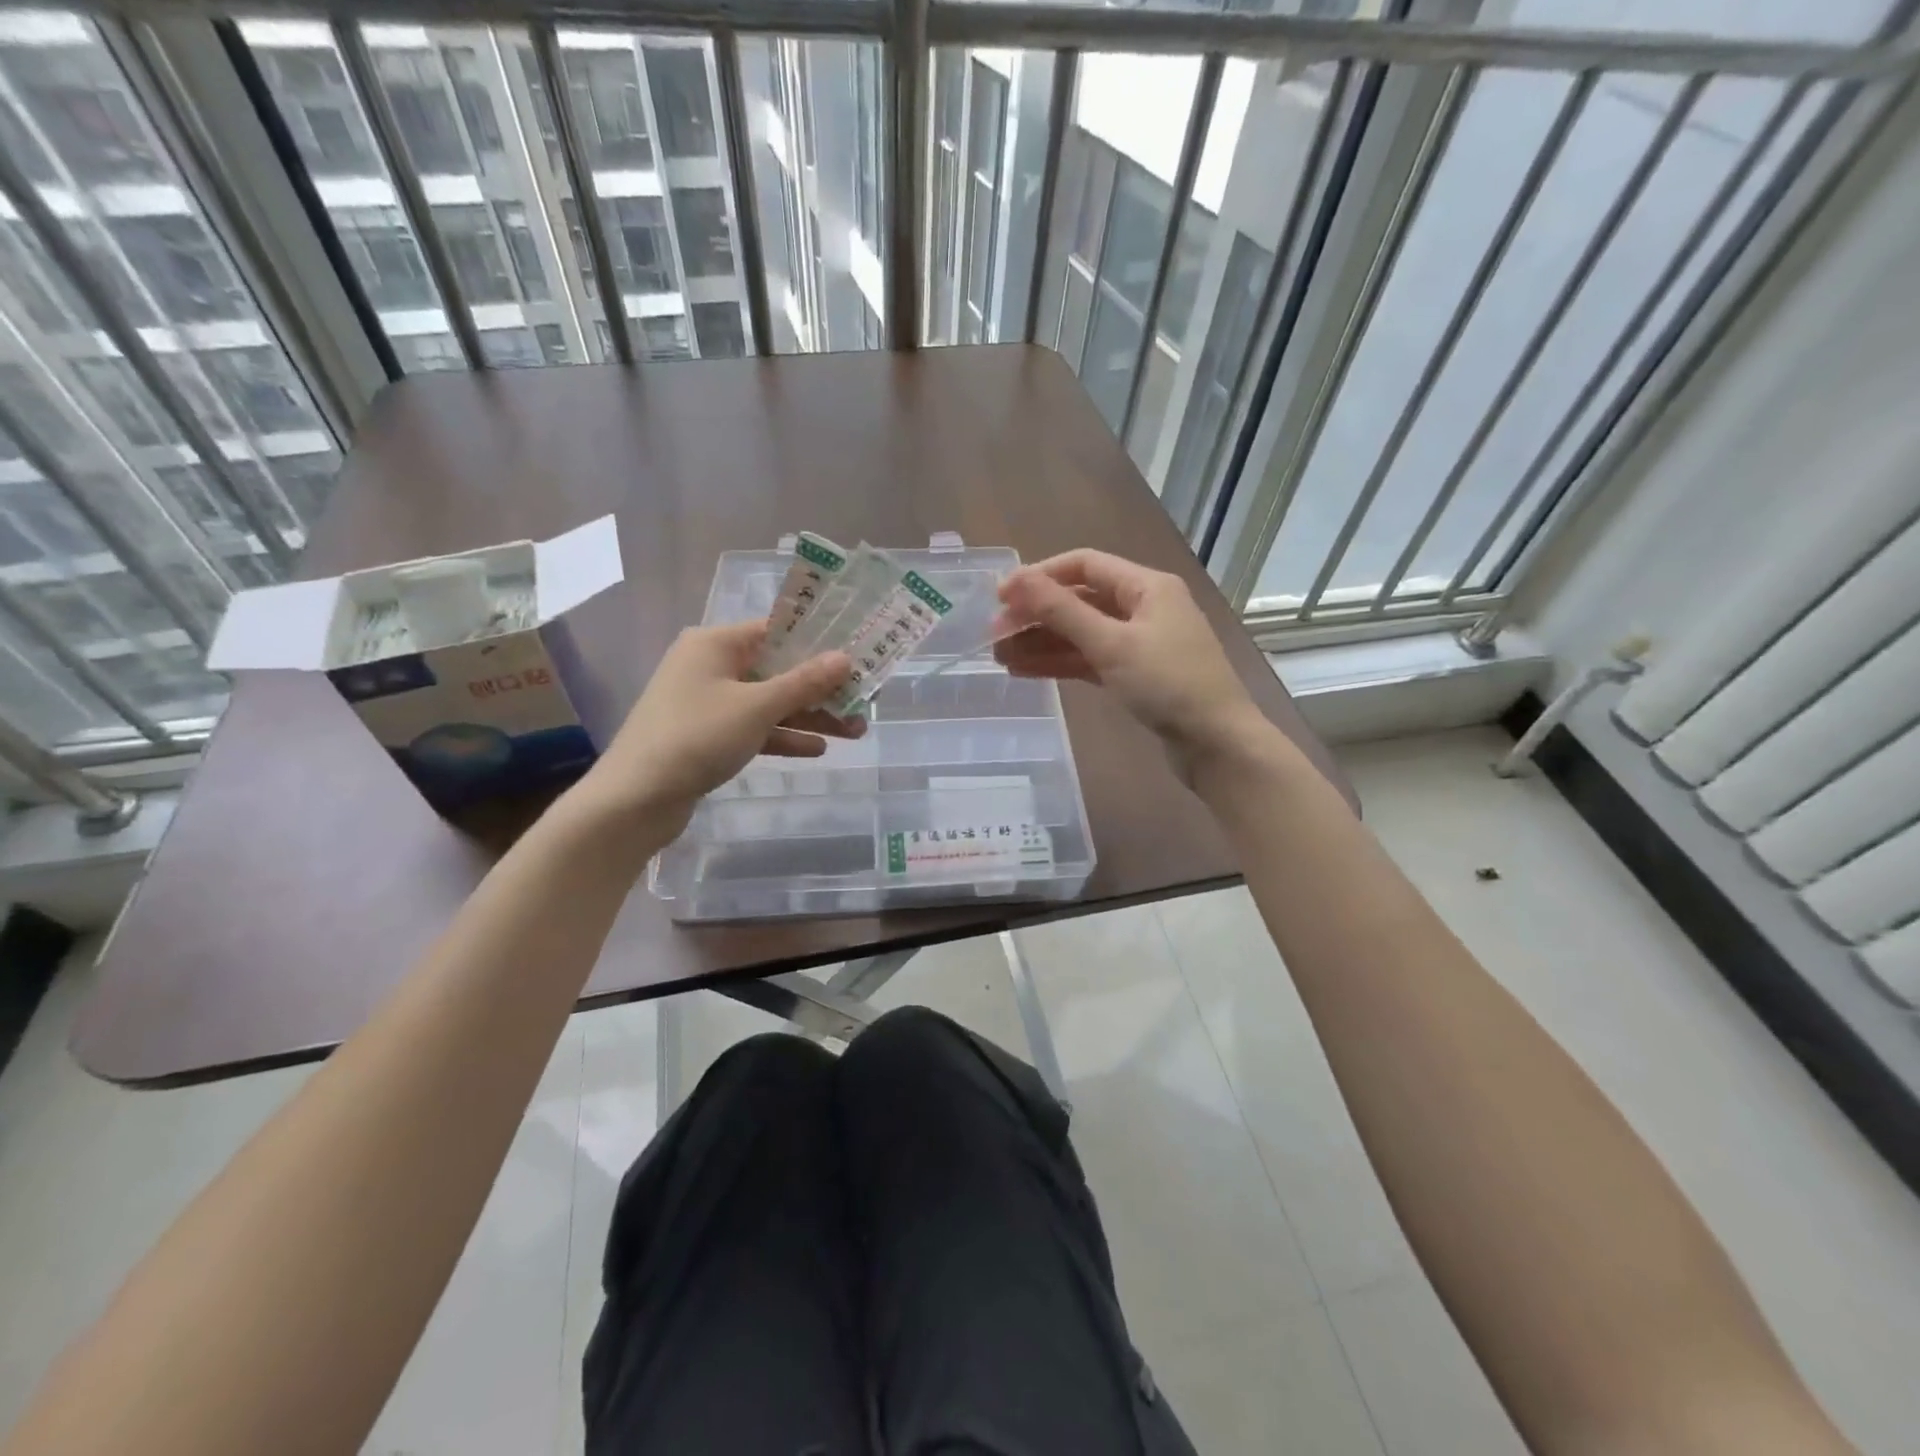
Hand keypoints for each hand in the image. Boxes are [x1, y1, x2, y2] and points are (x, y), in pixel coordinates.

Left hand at [582, 619, 861, 833]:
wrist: (635, 799)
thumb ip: (804, 682)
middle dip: (821, 688)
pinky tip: (817, 749)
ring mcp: (708, 702)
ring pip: (769, 702)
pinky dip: (783, 736)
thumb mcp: (757, 707)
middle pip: (777, 669)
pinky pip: (754, 727)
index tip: (857, 656)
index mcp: (715, 643)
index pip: (777, 631)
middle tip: (864, 701)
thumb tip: (845, 658)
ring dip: (809, 715)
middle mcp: (711, 665)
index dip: (819, 643)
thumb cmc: (696, 737)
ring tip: (854, 731)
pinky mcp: (707, 735)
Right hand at [992, 550, 1269, 779]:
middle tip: (994, 636)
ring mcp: (1140, 642)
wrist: (1216, 744)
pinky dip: (1061, 663)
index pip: (1083, 565)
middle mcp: (1143, 606)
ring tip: (1000, 658)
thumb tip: (1017, 580)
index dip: (1039, 577)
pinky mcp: (1136, 674)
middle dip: (1036, 616)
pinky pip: (1091, 659)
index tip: (1000, 597)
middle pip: (1079, 600)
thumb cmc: (1168, 685)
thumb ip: (1062, 611)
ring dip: (1042, 643)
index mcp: (1146, 586)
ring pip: (1081, 633)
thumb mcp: (1111, 644)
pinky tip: (1026, 671)